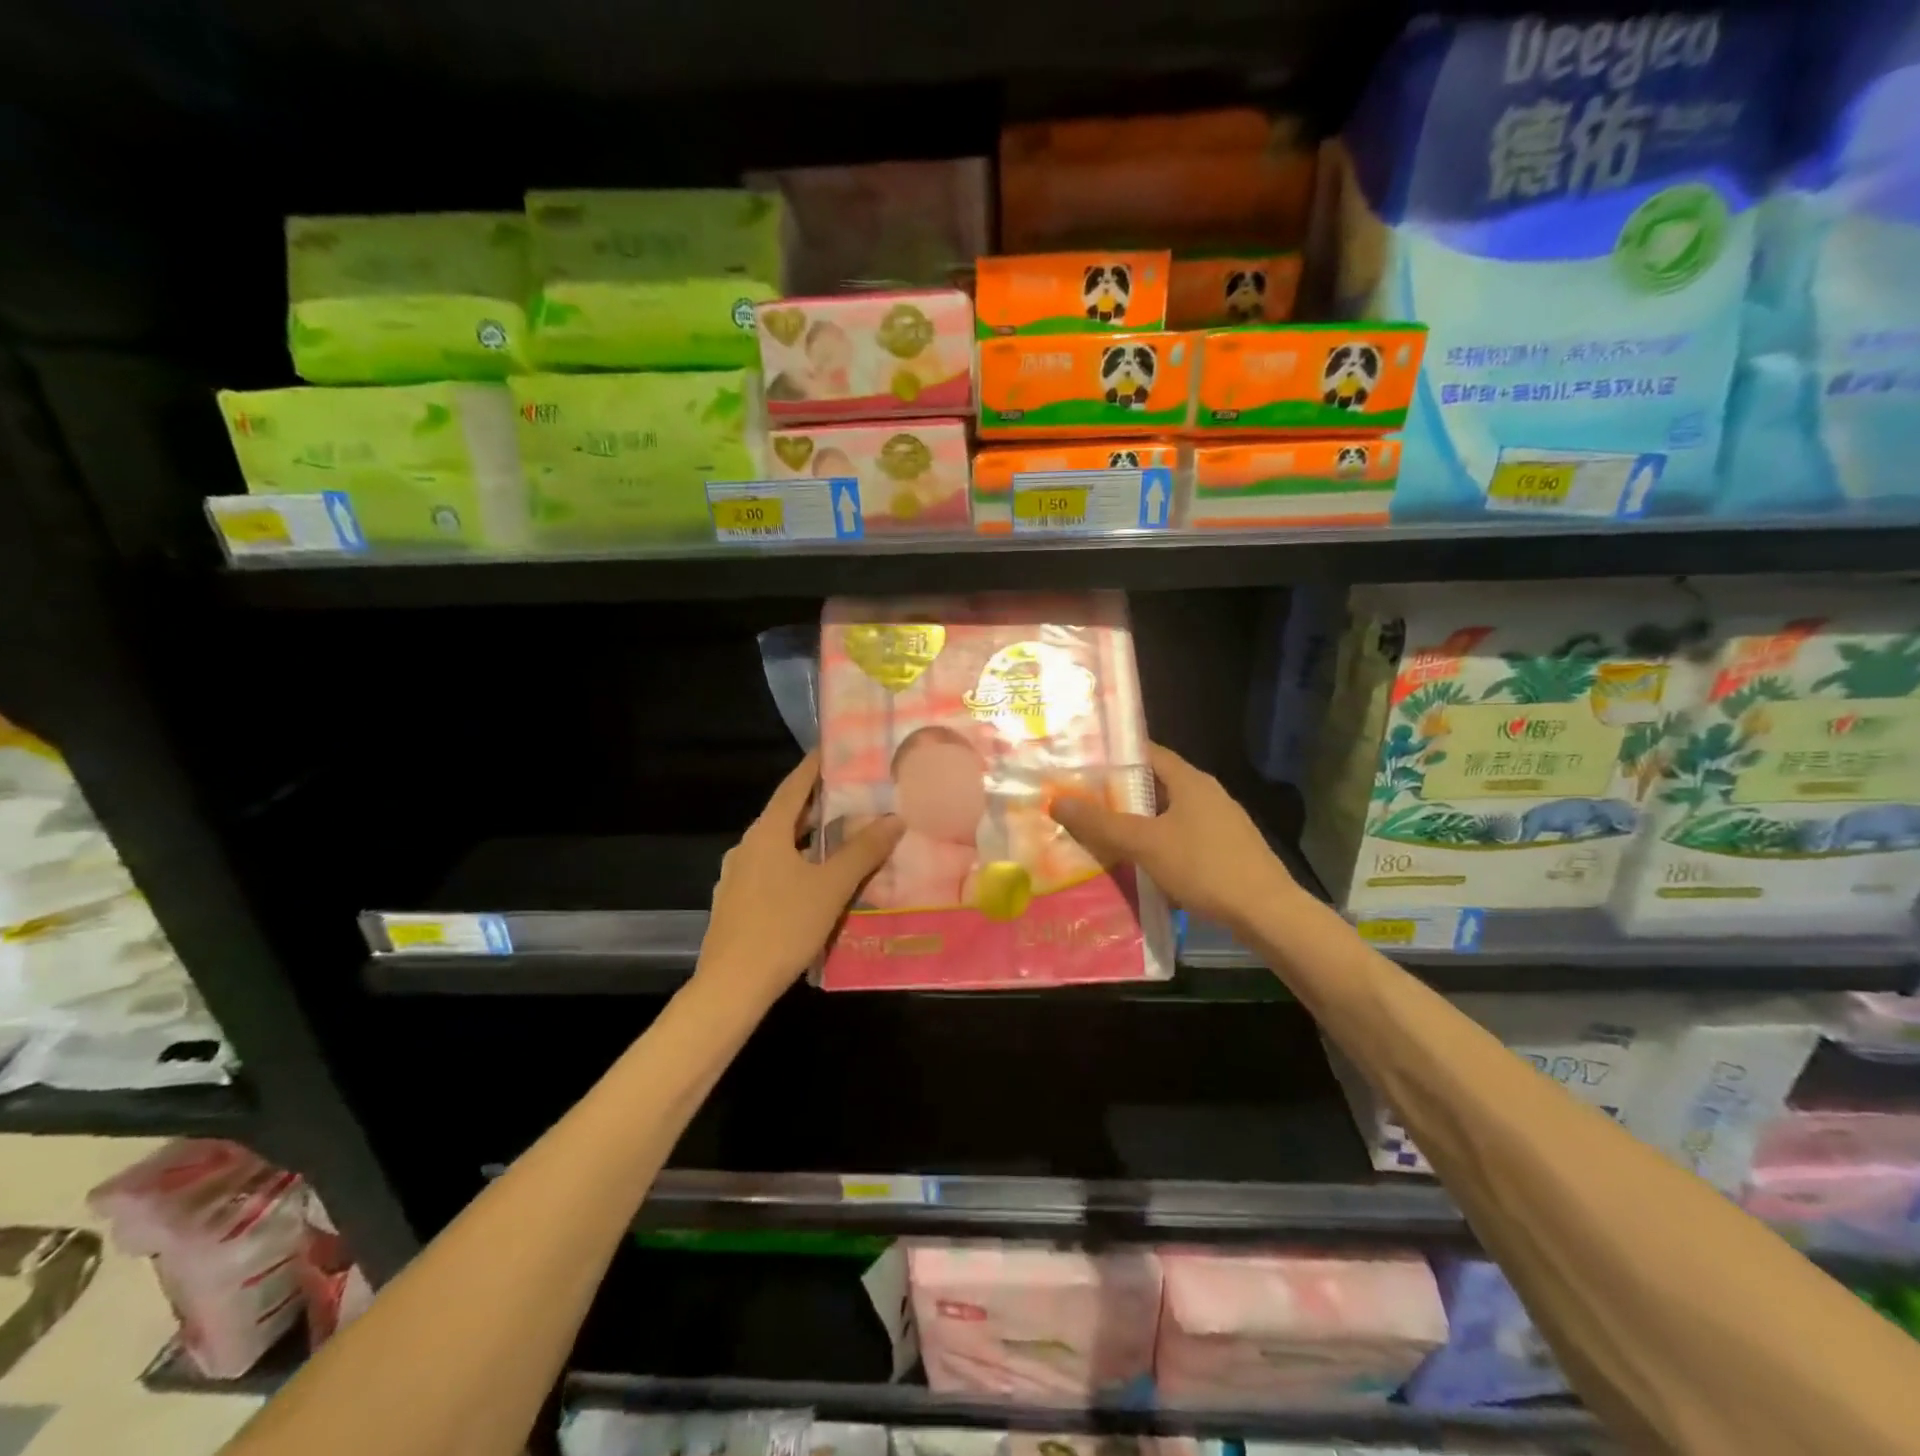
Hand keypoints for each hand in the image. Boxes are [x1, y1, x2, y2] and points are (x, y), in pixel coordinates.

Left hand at [697, 752, 902, 1004]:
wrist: (732, 985)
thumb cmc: (784, 926)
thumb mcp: (832, 887)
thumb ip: (863, 851)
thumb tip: (894, 818)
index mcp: (767, 833)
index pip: (793, 786)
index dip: (814, 766)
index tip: (833, 749)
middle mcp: (747, 846)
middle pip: (785, 814)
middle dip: (816, 803)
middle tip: (850, 793)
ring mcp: (737, 875)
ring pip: (778, 845)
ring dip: (806, 836)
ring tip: (840, 835)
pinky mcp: (736, 902)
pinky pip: (771, 869)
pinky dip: (795, 863)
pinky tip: (815, 880)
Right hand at [1048, 742, 1294, 932]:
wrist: (1266, 913)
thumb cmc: (1204, 866)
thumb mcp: (1145, 843)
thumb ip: (1101, 822)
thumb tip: (1057, 801)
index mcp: (1190, 781)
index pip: (1147, 753)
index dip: (1115, 756)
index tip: (1082, 764)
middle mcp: (1207, 794)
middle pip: (1155, 784)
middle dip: (1119, 793)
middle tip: (1082, 801)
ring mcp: (1220, 822)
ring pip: (1168, 813)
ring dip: (1138, 821)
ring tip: (1101, 832)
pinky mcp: (1226, 849)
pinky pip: (1182, 837)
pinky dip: (1157, 842)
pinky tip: (1139, 863)